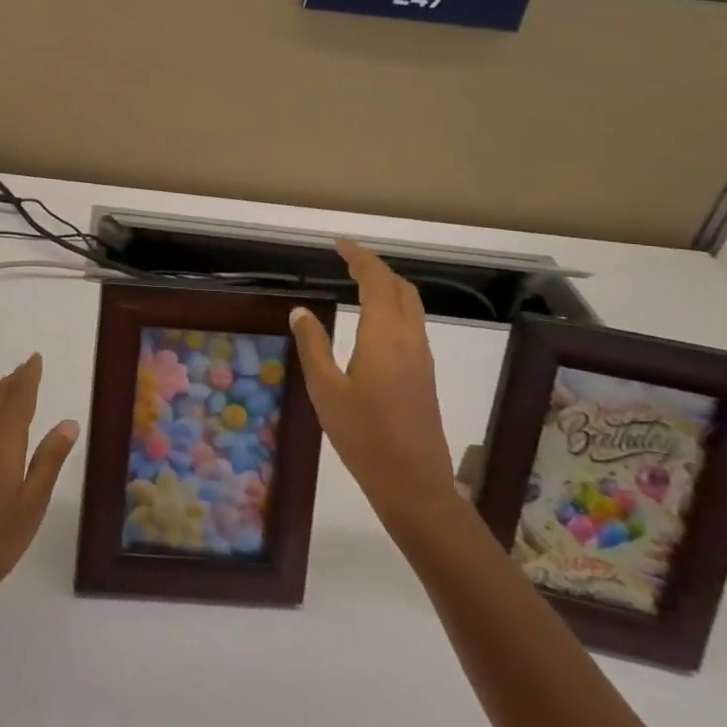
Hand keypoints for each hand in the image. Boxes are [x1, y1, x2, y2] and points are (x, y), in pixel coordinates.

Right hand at [290, 240, 456, 533]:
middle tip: (347, 259)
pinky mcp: (425, 374)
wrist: (413, 483)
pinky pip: (413, 323)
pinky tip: (374, 320)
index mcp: (383, 336)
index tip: (339, 243)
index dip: (359, 257)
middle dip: (376, 266)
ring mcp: (422, 357)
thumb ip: (313, 345)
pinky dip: (394, 306)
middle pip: (401, 288)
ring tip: (359, 281)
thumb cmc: (362, 435)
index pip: (376, 281)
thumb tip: (301, 311)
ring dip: (388, 285)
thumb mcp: (325, 390)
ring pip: (411, 305)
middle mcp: (409, 338)